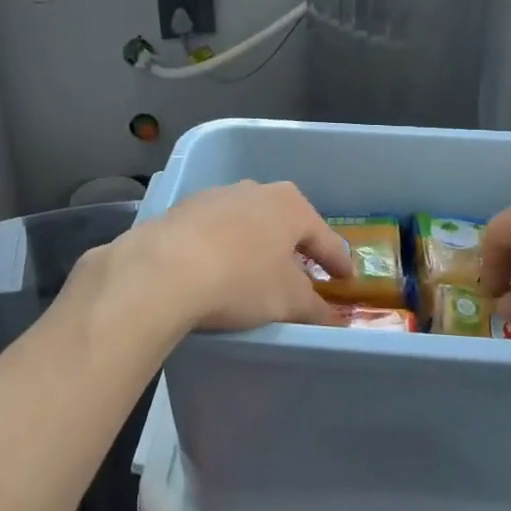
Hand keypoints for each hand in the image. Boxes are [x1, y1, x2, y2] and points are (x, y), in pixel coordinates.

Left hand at [102, 181, 352, 337]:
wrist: (163, 270)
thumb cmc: (241, 280)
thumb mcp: (288, 302)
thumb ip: (316, 309)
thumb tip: (334, 320)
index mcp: (289, 205)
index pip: (325, 237)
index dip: (338, 262)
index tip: (346, 280)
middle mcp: (255, 190)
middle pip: (285, 223)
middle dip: (295, 248)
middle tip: (303, 275)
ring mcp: (216, 196)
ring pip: (248, 223)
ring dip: (256, 246)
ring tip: (258, 274)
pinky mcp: (183, 210)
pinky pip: (215, 231)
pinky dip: (224, 248)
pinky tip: (218, 269)